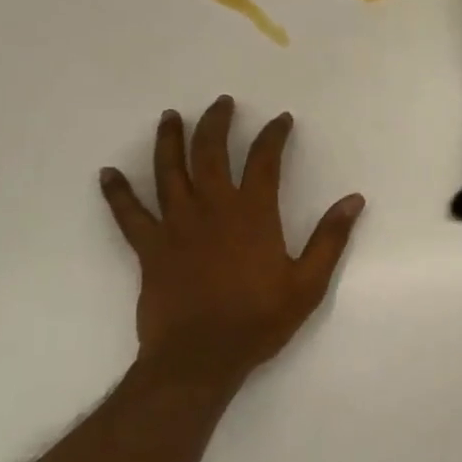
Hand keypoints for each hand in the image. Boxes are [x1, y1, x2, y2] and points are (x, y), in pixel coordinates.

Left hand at [100, 96, 364, 385]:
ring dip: (169, 141)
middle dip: (217, 123)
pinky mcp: (149, 248)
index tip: (281, 119)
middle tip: (222, 102)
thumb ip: (330, 238)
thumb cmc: (258, 320)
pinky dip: (117, 193)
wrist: (199, 359)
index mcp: (252, 213)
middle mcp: (213, 208)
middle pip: (211, 153)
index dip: (274, 135)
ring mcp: (176, 226)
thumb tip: (354, 200)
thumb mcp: (308, 282)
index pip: (264, 160)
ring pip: (169, 172)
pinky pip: (129, 214)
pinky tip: (107, 174)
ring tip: (170, 116)